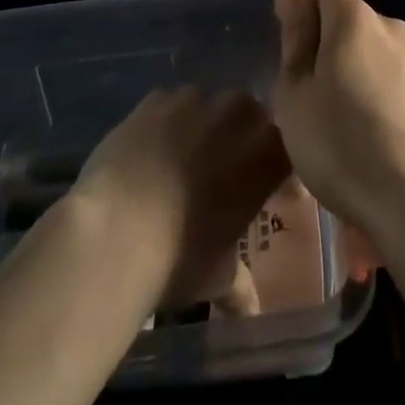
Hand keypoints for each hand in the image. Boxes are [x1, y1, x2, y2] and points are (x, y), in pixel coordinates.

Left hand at [69, 87, 290, 312]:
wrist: (115, 231)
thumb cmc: (181, 257)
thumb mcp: (218, 277)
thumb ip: (239, 283)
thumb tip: (249, 306)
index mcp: (265, 154)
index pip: (288, 149)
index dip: (280, 170)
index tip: (274, 193)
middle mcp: (235, 115)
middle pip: (248, 115)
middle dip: (241, 136)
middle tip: (225, 170)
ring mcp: (192, 101)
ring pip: (206, 105)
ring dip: (201, 125)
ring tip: (183, 157)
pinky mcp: (152, 99)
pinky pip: (167, 105)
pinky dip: (164, 123)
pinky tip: (150, 150)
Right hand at [272, 0, 404, 246]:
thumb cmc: (340, 147)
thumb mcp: (295, 93)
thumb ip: (295, 34)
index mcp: (356, 22)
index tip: (295, 40)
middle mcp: (395, 30)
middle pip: (356, 19)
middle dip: (333, 42)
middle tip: (315, 93)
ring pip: (383, 53)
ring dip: (364, 71)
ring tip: (351, 124)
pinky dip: (392, 97)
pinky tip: (384, 141)